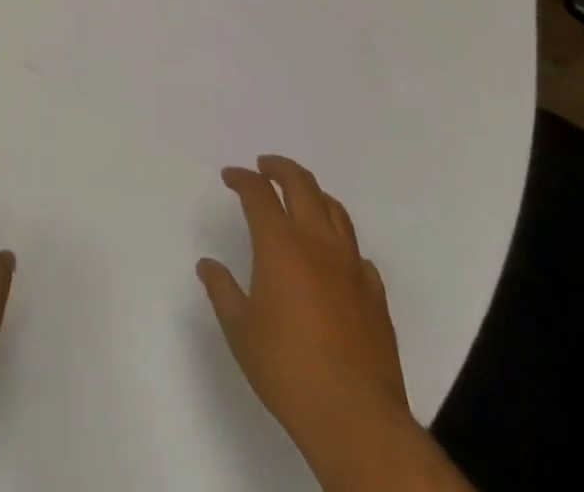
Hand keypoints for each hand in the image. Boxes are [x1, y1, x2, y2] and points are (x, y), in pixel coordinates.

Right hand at [198, 155, 409, 458]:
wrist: (356, 417)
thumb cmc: (287, 369)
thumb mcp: (240, 330)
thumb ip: (222, 290)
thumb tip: (208, 265)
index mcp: (280, 244)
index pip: (258, 193)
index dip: (242, 178)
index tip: (230, 177)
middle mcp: (318, 243)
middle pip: (301, 184)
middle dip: (280, 168)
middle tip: (264, 166)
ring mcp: (352, 266)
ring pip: (335, 210)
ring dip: (313, 194)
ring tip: (300, 197)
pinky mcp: (375, 294)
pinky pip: (356, 251)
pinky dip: (340, 240)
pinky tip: (334, 256)